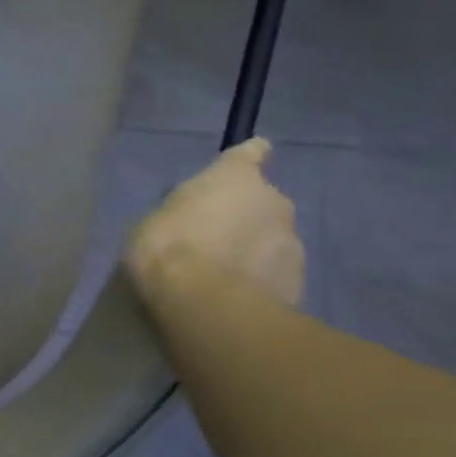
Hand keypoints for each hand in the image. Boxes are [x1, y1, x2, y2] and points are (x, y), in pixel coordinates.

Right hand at [126, 139, 304, 306]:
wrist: (204, 304)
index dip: (248, 158)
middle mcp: (274, 201)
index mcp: (235, 177)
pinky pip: (275, 273)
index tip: (247, 163)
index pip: (251, 152)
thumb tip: (191, 217)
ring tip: (224, 274)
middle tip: (214, 238)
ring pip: (272, 238)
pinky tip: (235, 296)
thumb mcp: (155, 219)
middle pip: (262, 201)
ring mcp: (293, 242)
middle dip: (245, 215)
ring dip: (254, 249)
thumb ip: (182, 211)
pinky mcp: (300, 281)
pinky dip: (261, 280)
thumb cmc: (168, 247)